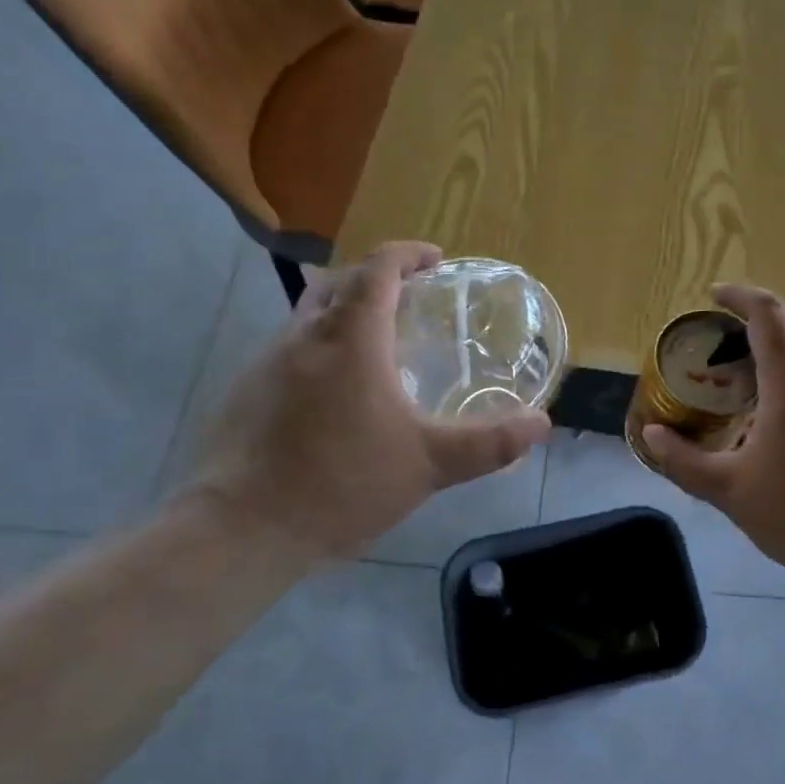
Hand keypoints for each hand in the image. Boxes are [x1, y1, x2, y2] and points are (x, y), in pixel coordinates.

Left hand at [184, 242, 550, 561]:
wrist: (242, 528)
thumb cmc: (342, 484)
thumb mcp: (429, 465)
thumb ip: (489, 443)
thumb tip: (542, 424)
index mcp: (352, 339)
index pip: (379, 269)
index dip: (408, 254)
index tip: (436, 260)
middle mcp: (305, 336)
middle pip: (341, 281)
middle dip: (378, 277)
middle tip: (411, 298)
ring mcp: (267, 361)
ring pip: (310, 313)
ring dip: (345, 310)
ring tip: (377, 343)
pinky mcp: (245, 390)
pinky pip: (290, 347)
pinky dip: (320, 346)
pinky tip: (334, 392)